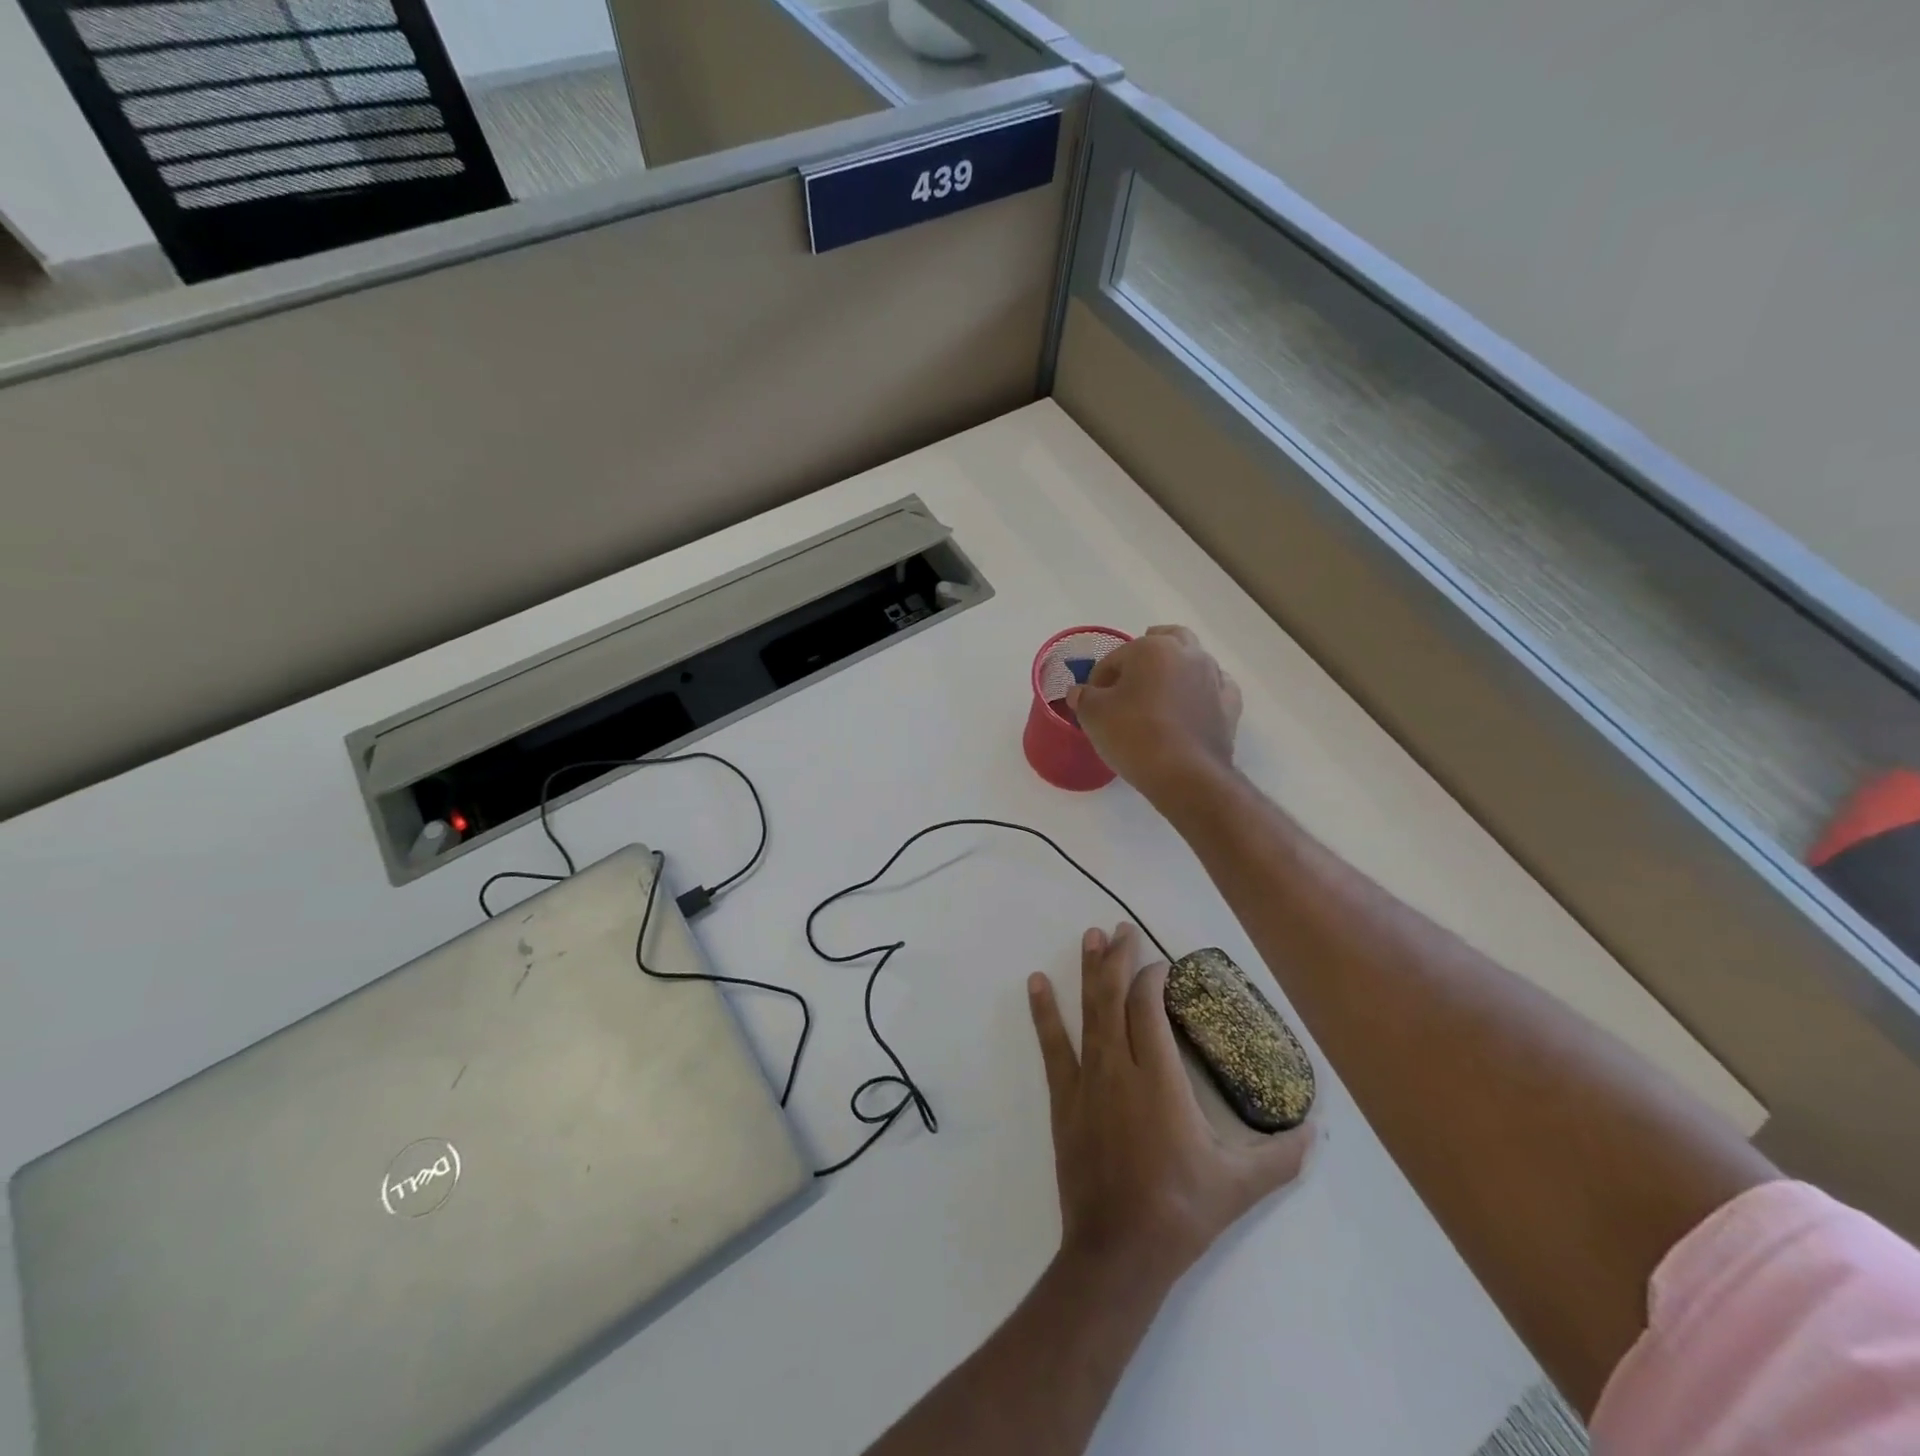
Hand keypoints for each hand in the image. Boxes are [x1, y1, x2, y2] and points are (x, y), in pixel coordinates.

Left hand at [1028, 924, 1311, 1291]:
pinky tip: (1035, 982)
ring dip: (1090, 971)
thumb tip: (1315, 1132)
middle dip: (1121, 959)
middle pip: (1116, 998)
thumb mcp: (1239, 1186)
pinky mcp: (1064, 1097)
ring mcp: (1087, 1080)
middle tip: (1122, 927)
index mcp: (1160, 1081)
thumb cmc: (1180, 1211)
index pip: (1150, 1009)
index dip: (1153, 979)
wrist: (1118, 1250)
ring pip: (1087, 1012)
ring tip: (1091, 935)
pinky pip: (1052, 1046)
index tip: (1162, 963)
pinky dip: (1044, 1011)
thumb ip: (1281, 1156)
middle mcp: (1120, 1068)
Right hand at [1067, 626, 1241, 807]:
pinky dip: (1202, 691)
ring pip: (1194, 660)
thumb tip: (1081, 693)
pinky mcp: (1230, 705)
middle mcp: (1188, 654)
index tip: (1092, 700)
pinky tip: (1191, 705)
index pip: (1116, 657)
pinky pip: (1215, 687)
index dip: (1099, 677)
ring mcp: (1214, 678)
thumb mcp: (1093, 715)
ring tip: (1158, 696)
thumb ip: (1084, 697)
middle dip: (1147, 652)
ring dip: (1175, 670)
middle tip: (1130, 678)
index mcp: (1152, 648)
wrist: (1185, 775)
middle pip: (1166, 639)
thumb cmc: (1134, 736)